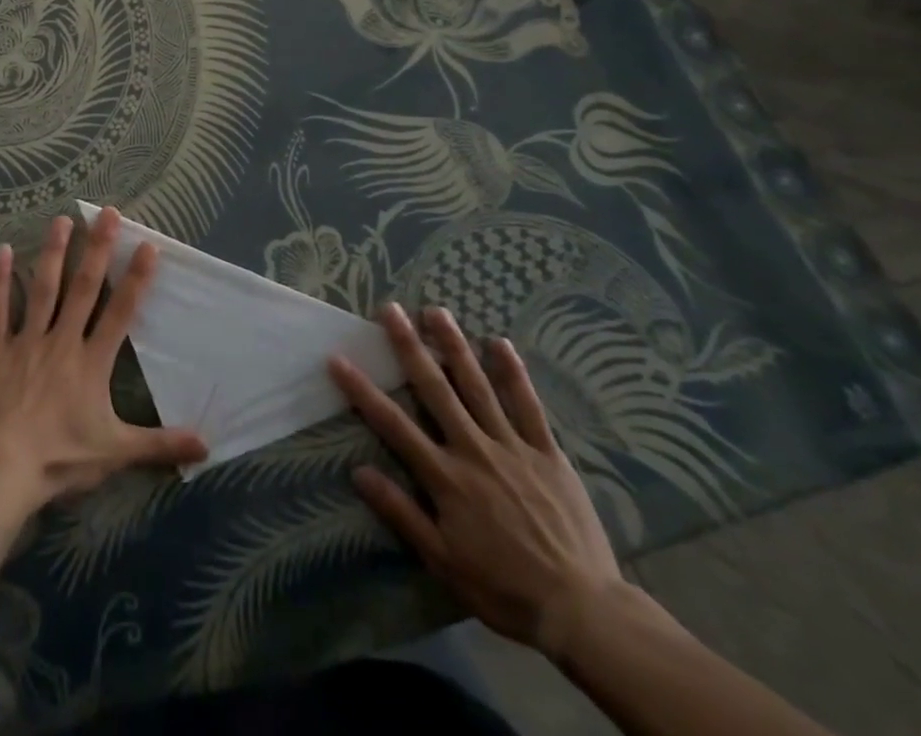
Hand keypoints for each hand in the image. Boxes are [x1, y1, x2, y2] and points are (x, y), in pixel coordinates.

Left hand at [0, 208, 206, 512]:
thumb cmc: (59, 460)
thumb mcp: (115, 453)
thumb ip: (159, 444)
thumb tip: (206, 445)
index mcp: (92, 362)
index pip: (121, 312)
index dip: (136, 279)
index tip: (147, 245)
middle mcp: (62, 341)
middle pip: (83, 288)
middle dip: (98, 249)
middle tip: (107, 213)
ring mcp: (27, 342)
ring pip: (43, 288)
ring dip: (53, 253)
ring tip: (62, 219)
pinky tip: (1, 250)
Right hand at [329, 303, 623, 654]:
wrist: (581, 610)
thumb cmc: (504, 589)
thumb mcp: (443, 562)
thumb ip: (401, 513)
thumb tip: (359, 472)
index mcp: (446, 477)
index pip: (393, 424)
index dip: (362, 390)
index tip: (338, 359)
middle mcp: (474, 449)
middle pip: (435, 389)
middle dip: (409, 346)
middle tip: (390, 310)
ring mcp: (513, 446)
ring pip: (478, 385)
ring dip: (454, 345)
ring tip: (436, 311)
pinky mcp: (547, 452)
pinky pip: (528, 405)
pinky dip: (514, 373)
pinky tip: (500, 343)